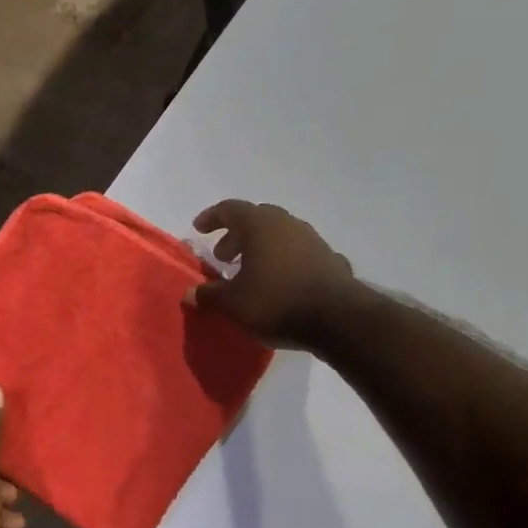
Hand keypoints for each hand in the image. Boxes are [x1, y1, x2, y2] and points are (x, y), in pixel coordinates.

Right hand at [184, 201, 357, 348]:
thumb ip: (209, 295)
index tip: (199, 229)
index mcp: (260, 225)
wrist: (338, 319)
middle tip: (223, 257)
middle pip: (256, 220)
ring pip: (280, 236)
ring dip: (261, 249)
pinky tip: (281, 284)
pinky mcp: (330, 259)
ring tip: (250, 273)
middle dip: (236, 236)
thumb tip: (189, 293)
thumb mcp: (234, 304)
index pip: (230, 209)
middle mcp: (287, 224)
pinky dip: (284, 263)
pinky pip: (299, 254)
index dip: (212, 218)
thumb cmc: (277, 302)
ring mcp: (312, 240)